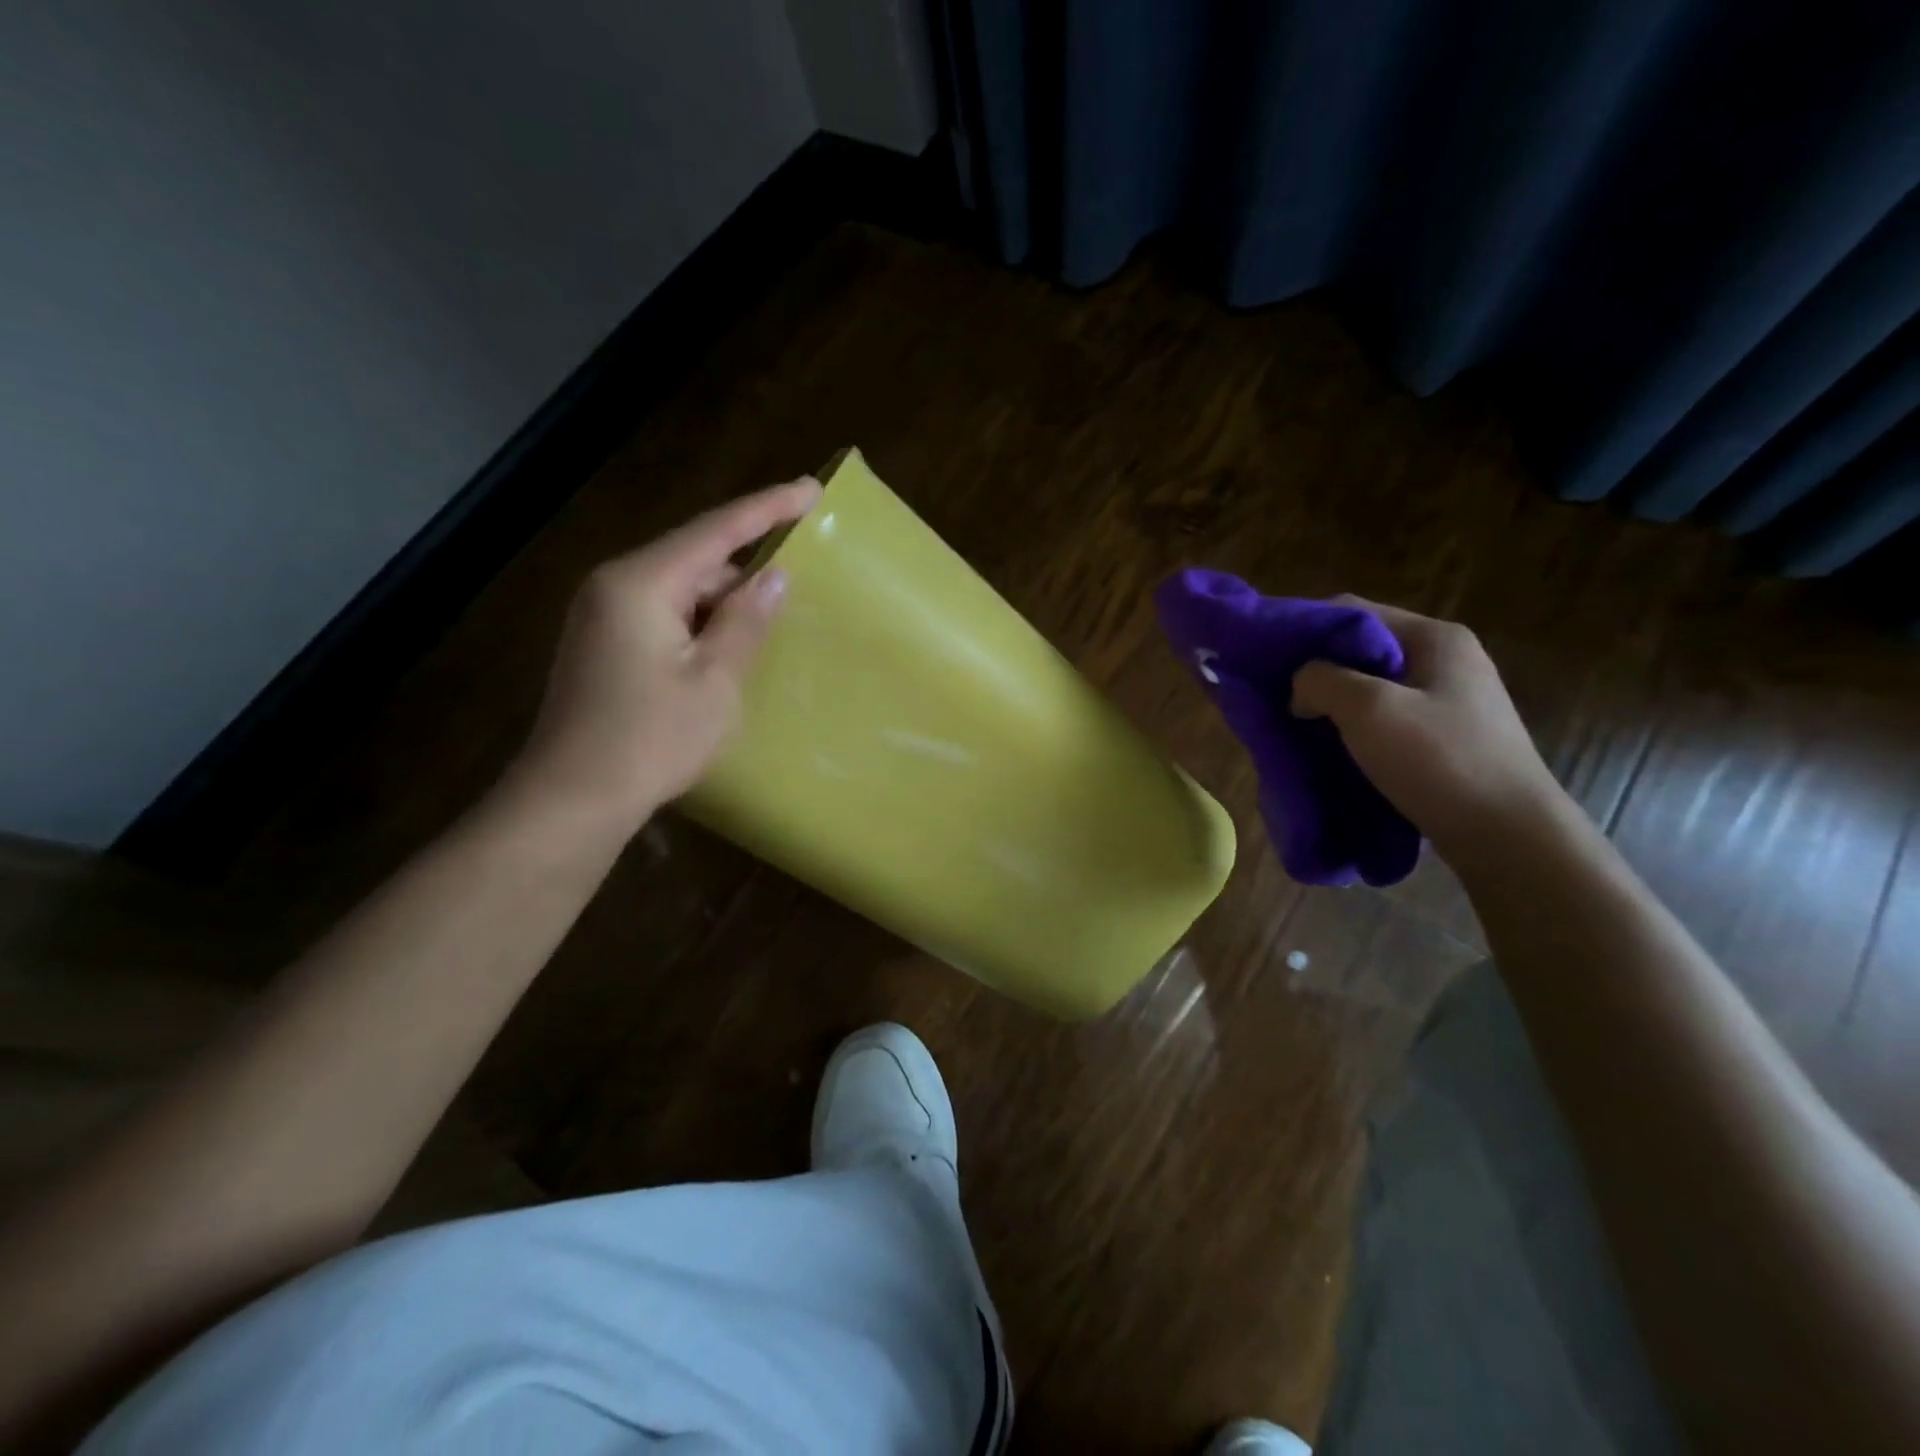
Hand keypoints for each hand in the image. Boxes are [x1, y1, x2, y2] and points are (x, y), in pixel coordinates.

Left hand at [509, 478, 821, 833]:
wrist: (574, 797)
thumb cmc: (651, 739)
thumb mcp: (715, 680)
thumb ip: (746, 621)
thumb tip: (774, 576)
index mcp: (641, 583)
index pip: (715, 531)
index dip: (767, 508)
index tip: (810, 489)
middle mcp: (615, 585)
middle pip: (695, 557)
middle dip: (747, 563)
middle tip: (800, 572)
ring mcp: (602, 615)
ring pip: (679, 588)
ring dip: (724, 598)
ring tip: (771, 616)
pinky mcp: (603, 643)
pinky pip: (663, 613)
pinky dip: (700, 620)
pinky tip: (727, 644)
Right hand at [1290, 597, 1565, 858]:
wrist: (1509, 837)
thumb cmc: (1439, 761)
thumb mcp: (1368, 709)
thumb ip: (1321, 681)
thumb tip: (1301, 687)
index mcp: (1435, 638)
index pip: (1353, 611)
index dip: (1304, 629)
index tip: (1266, 661)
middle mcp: (1445, 660)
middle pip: (1362, 649)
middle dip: (1316, 671)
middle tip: (1279, 697)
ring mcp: (1449, 700)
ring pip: (1371, 687)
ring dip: (1332, 703)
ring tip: (1298, 725)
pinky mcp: (1446, 736)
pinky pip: (1385, 718)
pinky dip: (1353, 727)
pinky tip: (1333, 748)